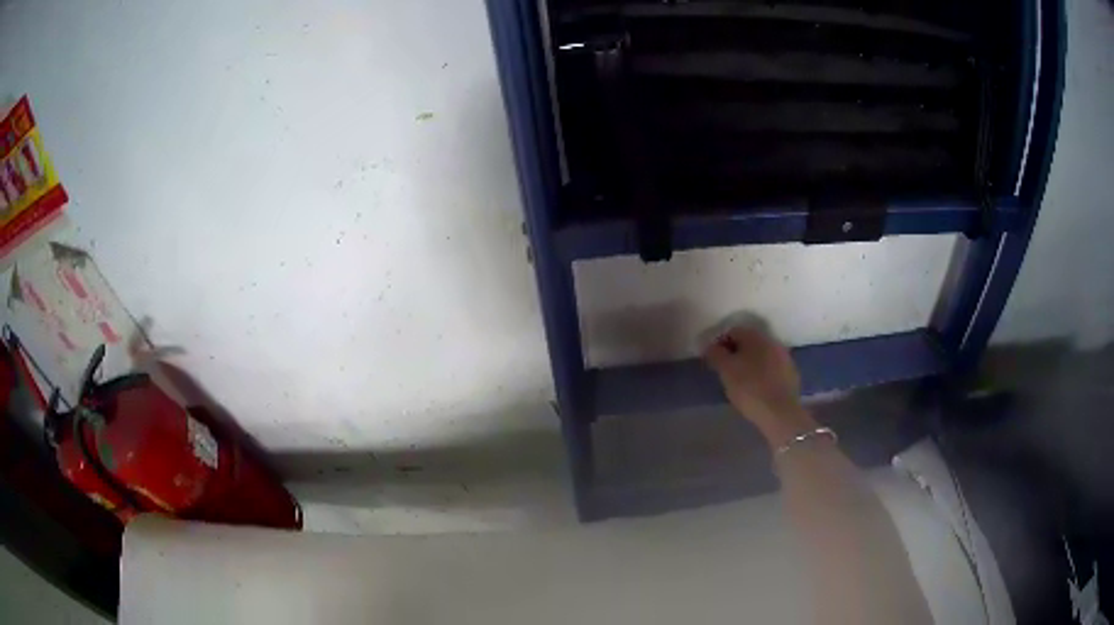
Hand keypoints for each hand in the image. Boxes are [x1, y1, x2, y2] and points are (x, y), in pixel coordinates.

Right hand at [703, 326, 815, 445]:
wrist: (780, 413)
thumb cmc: (750, 388)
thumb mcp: (726, 371)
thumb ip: (715, 354)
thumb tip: (710, 346)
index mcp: (755, 336)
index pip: (733, 331)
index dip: (719, 343)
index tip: (712, 360)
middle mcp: (772, 341)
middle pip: (749, 342)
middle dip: (736, 352)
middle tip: (725, 370)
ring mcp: (784, 357)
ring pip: (761, 355)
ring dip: (749, 363)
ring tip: (740, 380)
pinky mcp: (790, 373)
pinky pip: (771, 367)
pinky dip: (761, 373)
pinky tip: (756, 387)